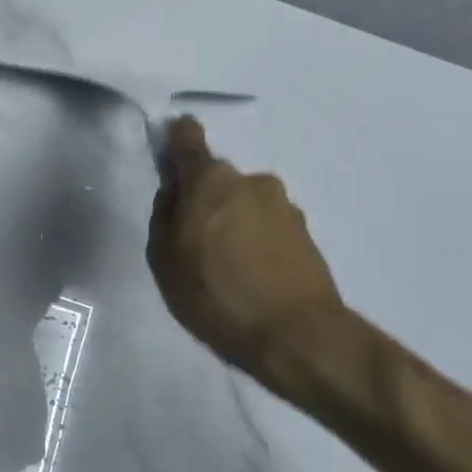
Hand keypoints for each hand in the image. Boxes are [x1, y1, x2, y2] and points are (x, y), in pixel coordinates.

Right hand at [147, 117, 345, 377]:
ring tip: (226, 265)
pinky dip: (256, 241)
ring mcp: (284, 205)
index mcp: (210, 181)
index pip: (188, 137)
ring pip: (245, 203)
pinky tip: (251, 275)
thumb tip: (174, 191)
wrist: (295, 335)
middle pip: (218, 179)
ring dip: (233, 221)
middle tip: (194, 239)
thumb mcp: (164, 259)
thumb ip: (164, 215)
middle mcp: (250, 181)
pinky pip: (268, 226)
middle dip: (205, 199)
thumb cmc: (215, 294)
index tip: (170, 152)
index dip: (176, 138)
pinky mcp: (306, 232)